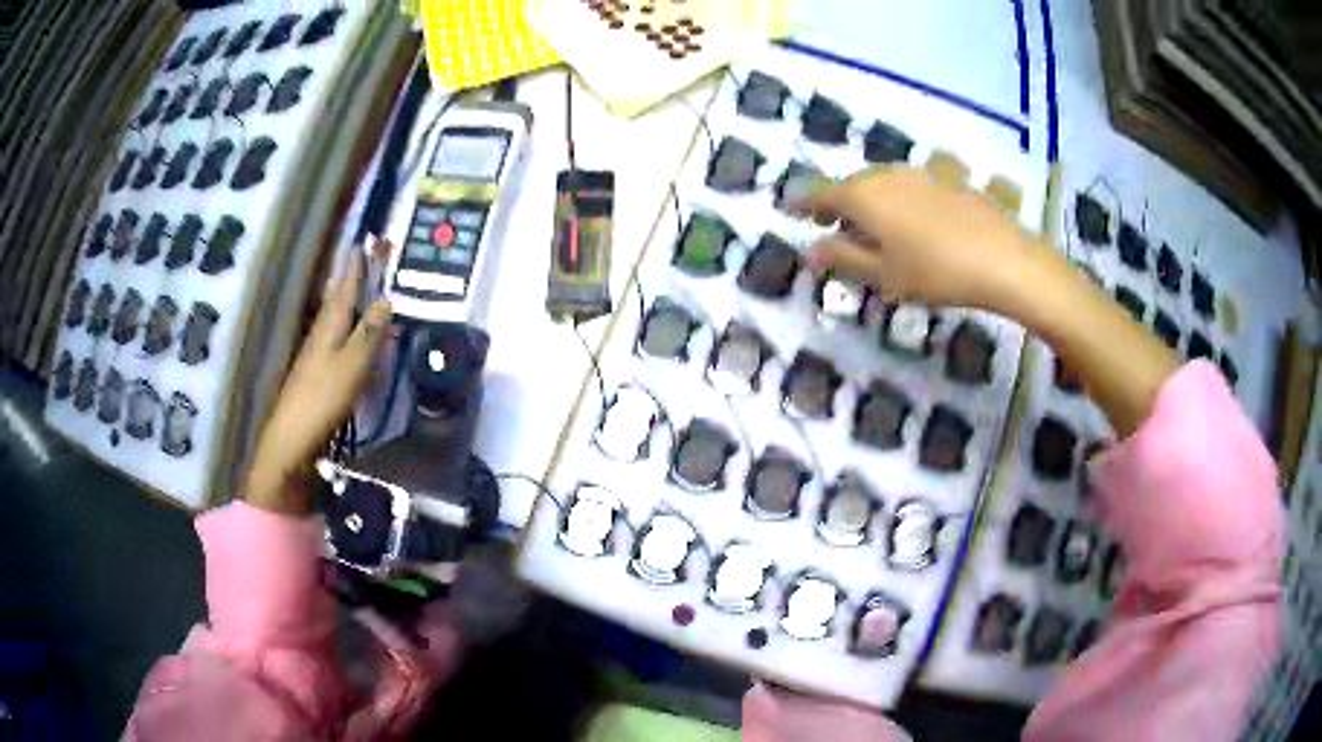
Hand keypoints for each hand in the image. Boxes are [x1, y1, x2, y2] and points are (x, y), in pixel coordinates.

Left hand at [246, 250, 392, 514]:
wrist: (293, 437)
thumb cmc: (324, 398)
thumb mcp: (354, 364)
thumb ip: (370, 332)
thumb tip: (386, 298)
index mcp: (330, 325)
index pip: (346, 286)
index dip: (356, 265)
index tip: (363, 241)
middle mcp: (321, 332)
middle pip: (338, 298)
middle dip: (350, 277)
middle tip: (363, 258)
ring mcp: (316, 352)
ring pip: (335, 316)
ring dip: (348, 299)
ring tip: (360, 286)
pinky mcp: (316, 370)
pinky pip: (335, 335)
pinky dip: (346, 324)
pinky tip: (350, 331)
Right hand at [801, 166, 1047, 310]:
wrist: (1004, 258)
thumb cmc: (936, 271)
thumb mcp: (885, 275)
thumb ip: (844, 259)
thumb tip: (809, 250)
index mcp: (863, 195)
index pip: (821, 193)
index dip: (804, 203)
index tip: (792, 212)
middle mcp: (887, 175)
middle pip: (853, 185)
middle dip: (839, 205)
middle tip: (834, 228)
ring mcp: (920, 174)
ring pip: (883, 184)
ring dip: (871, 203)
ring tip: (874, 229)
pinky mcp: (947, 180)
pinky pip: (910, 187)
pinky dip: (900, 203)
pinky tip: (914, 226)